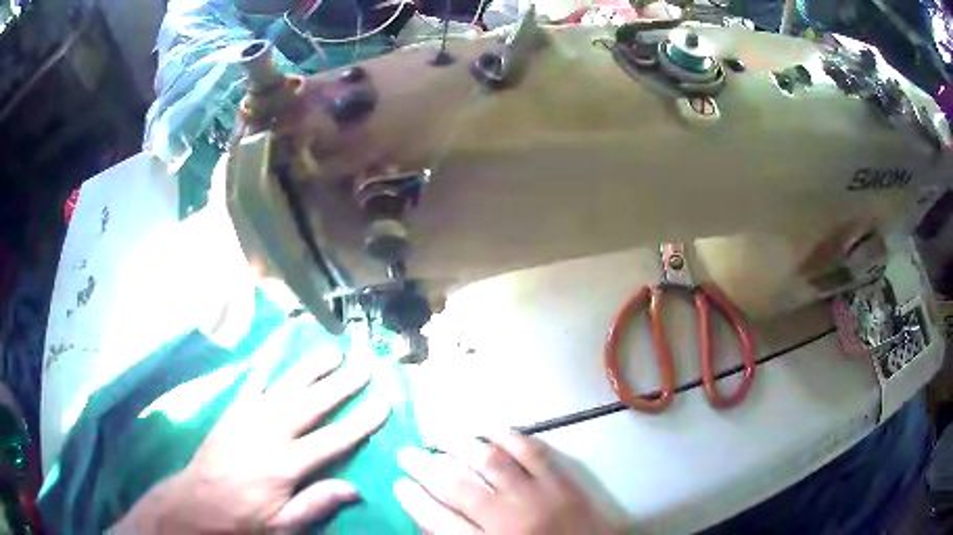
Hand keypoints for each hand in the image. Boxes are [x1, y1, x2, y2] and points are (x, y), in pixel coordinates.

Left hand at [114, 350, 389, 532]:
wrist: (196, 502)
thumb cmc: (243, 517)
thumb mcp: (283, 525)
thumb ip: (317, 504)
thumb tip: (355, 489)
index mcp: (285, 465)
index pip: (331, 440)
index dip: (360, 421)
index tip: (383, 403)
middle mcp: (269, 434)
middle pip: (311, 404)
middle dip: (341, 384)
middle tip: (364, 365)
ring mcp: (247, 418)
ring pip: (285, 387)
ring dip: (310, 368)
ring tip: (332, 352)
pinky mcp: (232, 413)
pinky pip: (252, 385)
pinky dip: (267, 367)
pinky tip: (277, 353)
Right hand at [394, 431, 621, 533]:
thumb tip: (431, 519)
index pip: (438, 521)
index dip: (413, 499)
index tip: (398, 483)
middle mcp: (509, 520)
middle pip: (458, 486)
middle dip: (425, 467)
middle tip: (407, 452)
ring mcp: (539, 497)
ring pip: (491, 462)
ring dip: (460, 445)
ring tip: (439, 436)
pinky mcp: (564, 482)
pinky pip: (533, 451)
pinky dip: (509, 436)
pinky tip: (489, 429)